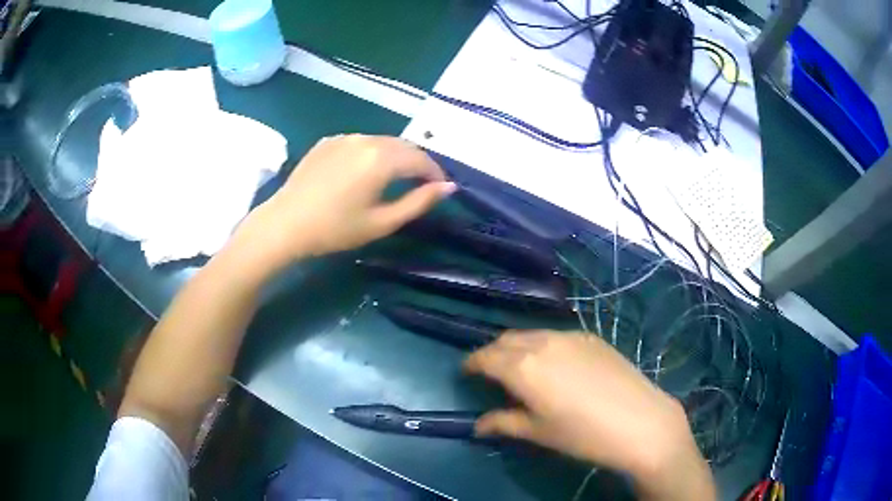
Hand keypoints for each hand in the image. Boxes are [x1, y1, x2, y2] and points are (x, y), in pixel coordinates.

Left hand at [234, 134, 453, 269]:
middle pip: (404, 145)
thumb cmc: (335, 229)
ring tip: (396, 177)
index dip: (436, 172)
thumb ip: (419, 202)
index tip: (440, 188)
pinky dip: (372, 152)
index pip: (421, 158)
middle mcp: (366, 139)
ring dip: (396, 156)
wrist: (285, 224)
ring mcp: (345, 137)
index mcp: (382, 158)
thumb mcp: (382, 222)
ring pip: (382, 141)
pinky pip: (360, 142)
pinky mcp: (328, 141)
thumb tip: (448, 187)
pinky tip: (365, 171)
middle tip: (422, 184)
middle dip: (418, 162)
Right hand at [465, 331, 714, 500]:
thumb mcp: (538, 432)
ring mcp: (570, 336)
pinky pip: (556, 336)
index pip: (485, 357)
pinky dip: (542, 345)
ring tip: (520, 368)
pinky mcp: (591, 337)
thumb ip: (503, 423)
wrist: (640, 421)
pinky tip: (554, 366)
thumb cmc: (582, 434)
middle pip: (506, 340)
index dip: (471, 363)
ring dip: (517, 347)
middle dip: (492, 353)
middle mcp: (543, 342)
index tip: (465, 372)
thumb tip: (478, 425)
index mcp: (523, 366)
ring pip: (531, 334)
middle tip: (490, 372)